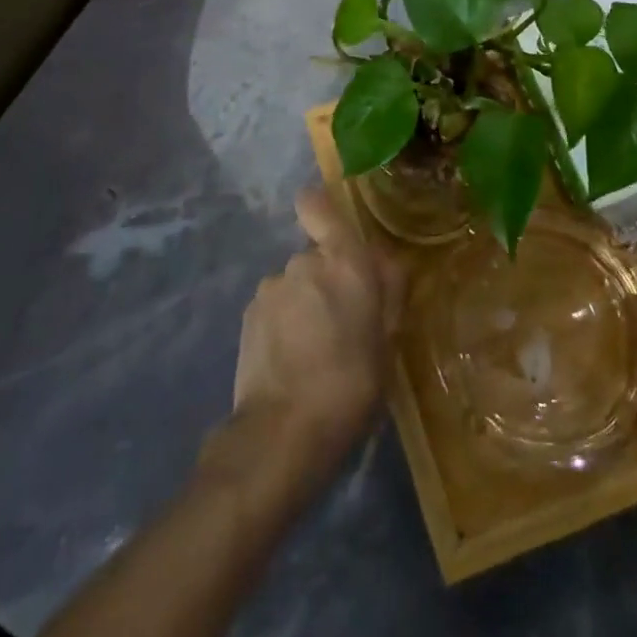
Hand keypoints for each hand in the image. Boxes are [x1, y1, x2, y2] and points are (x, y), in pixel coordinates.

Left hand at [229, 187, 404, 474]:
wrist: (283, 432)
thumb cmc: (351, 385)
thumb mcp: (388, 343)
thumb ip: (388, 292)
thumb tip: (385, 261)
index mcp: (343, 261)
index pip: (318, 204)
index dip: (320, 207)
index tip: (330, 227)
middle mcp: (303, 262)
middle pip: (315, 255)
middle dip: (326, 278)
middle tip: (341, 322)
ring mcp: (270, 287)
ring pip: (294, 284)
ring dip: (304, 303)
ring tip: (314, 351)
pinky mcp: (248, 315)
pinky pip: (274, 307)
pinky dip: (283, 324)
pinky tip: (290, 361)